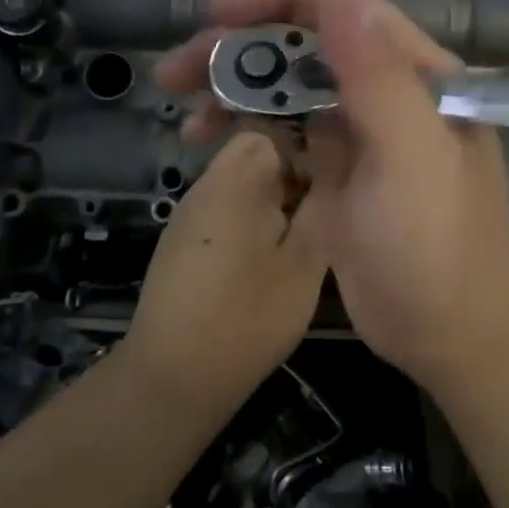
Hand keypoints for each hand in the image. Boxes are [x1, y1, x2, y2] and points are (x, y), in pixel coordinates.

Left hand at [128, 131, 329, 402]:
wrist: (173, 378)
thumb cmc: (246, 318)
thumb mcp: (304, 264)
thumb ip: (323, 205)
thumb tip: (336, 163)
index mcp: (235, 180)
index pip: (272, 129)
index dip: (308, 147)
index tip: (334, 181)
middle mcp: (205, 186)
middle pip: (255, 153)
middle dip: (293, 173)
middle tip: (323, 210)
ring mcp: (189, 214)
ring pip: (242, 182)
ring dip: (274, 198)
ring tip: (303, 234)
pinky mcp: (183, 241)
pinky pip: (226, 209)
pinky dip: (252, 219)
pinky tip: (270, 257)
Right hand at [156, 0, 508, 389]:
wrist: (451, 330)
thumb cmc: (436, 240)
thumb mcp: (410, 151)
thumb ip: (377, 70)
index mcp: (413, 75)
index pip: (339, 12)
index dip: (275, 3)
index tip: (215, 17)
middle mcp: (385, 95)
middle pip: (303, 50)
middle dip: (237, 53)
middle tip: (175, 73)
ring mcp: (358, 136)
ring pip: (288, 93)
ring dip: (234, 94)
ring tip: (185, 116)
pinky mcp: (336, 175)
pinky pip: (285, 136)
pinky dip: (248, 131)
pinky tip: (209, 141)